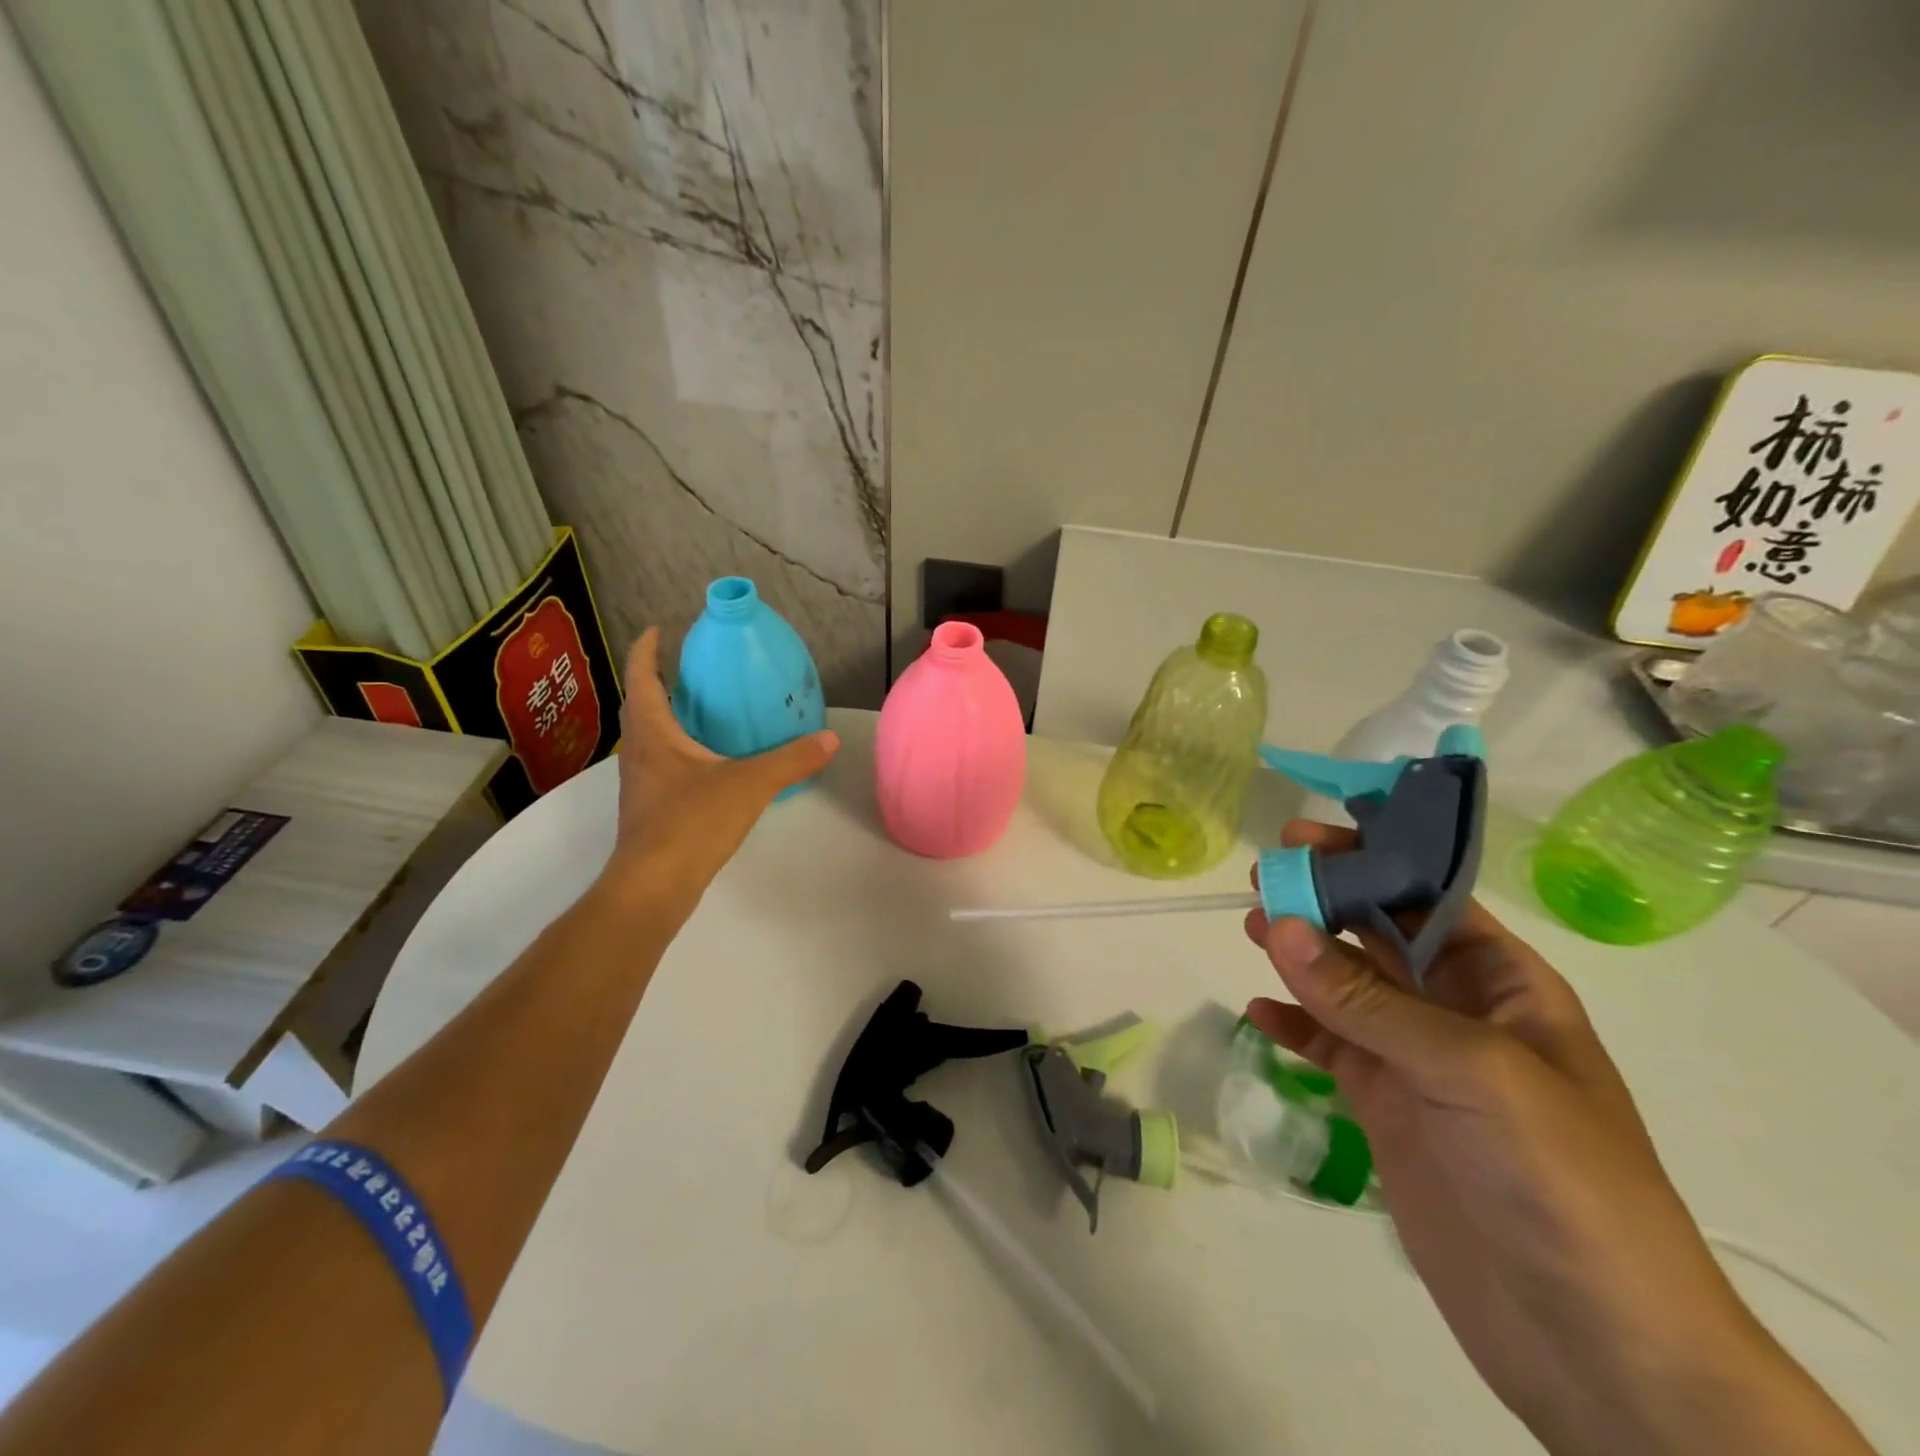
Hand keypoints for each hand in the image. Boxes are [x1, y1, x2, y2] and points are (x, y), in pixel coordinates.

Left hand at [597, 628, 837, 921]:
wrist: (654, 885)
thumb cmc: (692, 822)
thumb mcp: (750, 784)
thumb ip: (791, 760)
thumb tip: (829, 739)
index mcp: (654, 732)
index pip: (642, 678)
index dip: (647, 650)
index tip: (658, 629)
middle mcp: (638, 751)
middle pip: (641, 706)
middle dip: (658, 682)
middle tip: (689, 669)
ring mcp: (639, 782)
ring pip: (648, 737)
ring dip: (665, 717)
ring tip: (700, 710)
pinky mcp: (648, 808)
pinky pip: (658, 764)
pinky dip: (676, 749)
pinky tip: (706, 763)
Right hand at [1243, 820, 1873, 1455]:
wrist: (1593, 1344)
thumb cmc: (1559, 1178)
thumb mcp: (1469, 1070)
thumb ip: (1366, 998)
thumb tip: (1278, 924)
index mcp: (1505, 984)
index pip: (1430, 896)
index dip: (1371, 858)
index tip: (1303, 839)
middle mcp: (1458, 1011)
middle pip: (1379, 933)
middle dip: (1325, 901)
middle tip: (1262, 879)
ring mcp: (1419, 1062)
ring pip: (1346, 987)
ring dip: (1300, 956)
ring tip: (1252, 931)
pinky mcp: (1386, 1107)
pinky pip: (1329, 1047)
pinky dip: (1294, 1026)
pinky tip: (1258, 1012)